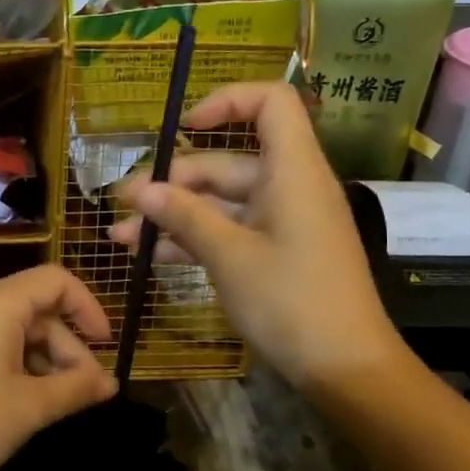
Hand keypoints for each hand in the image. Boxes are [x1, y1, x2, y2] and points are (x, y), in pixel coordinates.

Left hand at [0, 265, 116, 470]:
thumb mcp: (29, 408)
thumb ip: (76, 388)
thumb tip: (111, 382)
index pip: (56, 281)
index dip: (89, 308)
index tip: (107, 347)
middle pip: (37, 309)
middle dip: (68, 348)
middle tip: (87, 394)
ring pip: (16, 328)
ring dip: (45, 360)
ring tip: (59, 404)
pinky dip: (18, 364)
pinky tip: (26, 400)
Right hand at [111, 82, 403, 392]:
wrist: (346, 369)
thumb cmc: (292, 300)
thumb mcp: (229, 256)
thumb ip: (184, 216)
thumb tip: (142, 191)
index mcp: (292, 170)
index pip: (270, 102)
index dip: (226, 101)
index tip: (184, 126)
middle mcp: (288, 187)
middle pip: (226, 162)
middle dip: (173, 182)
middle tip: (125, 205)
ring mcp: (281, 222)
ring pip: (220, 203)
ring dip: (174, 216)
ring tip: (123, 238)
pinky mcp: (276, 253)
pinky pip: (229, 231)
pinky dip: (194, 240)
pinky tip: (151, 257)